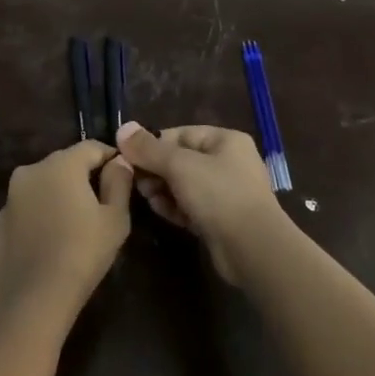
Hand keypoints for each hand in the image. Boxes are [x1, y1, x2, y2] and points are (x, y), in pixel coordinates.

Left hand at [0, 141, 133, 318]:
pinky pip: (22, 213)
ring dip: (55, 197)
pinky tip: (46, 244)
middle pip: (63, 164)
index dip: (110, 157)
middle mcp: (29, 172)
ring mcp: (8, 199)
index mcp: (61, 165)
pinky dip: (35, 219)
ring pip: (39, 188)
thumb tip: (119, 161)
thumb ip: (119, 182)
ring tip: (72, 224)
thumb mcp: (115, 218)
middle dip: (81, 177)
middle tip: (99, 202)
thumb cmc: (83, 253)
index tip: (122, 174)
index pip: (91, 147)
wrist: (33, 299)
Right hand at [115, 123, 286, 284]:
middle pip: (181, 159)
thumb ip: (149, 148)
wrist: (252, 248)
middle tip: (137, 182)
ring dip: (163, 189)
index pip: (180, 134)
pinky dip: (176, 207)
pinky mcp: (221, 218)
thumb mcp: (180, 165)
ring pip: (184, 184)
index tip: (129, 158)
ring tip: (148, 198)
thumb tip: (122, 127)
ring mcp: (226, 192)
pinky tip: (162, 212)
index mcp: (225, 141)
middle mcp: (228, 162)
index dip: (153, 144)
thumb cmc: (218, 195)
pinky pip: (191, 206)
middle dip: (156, 170)